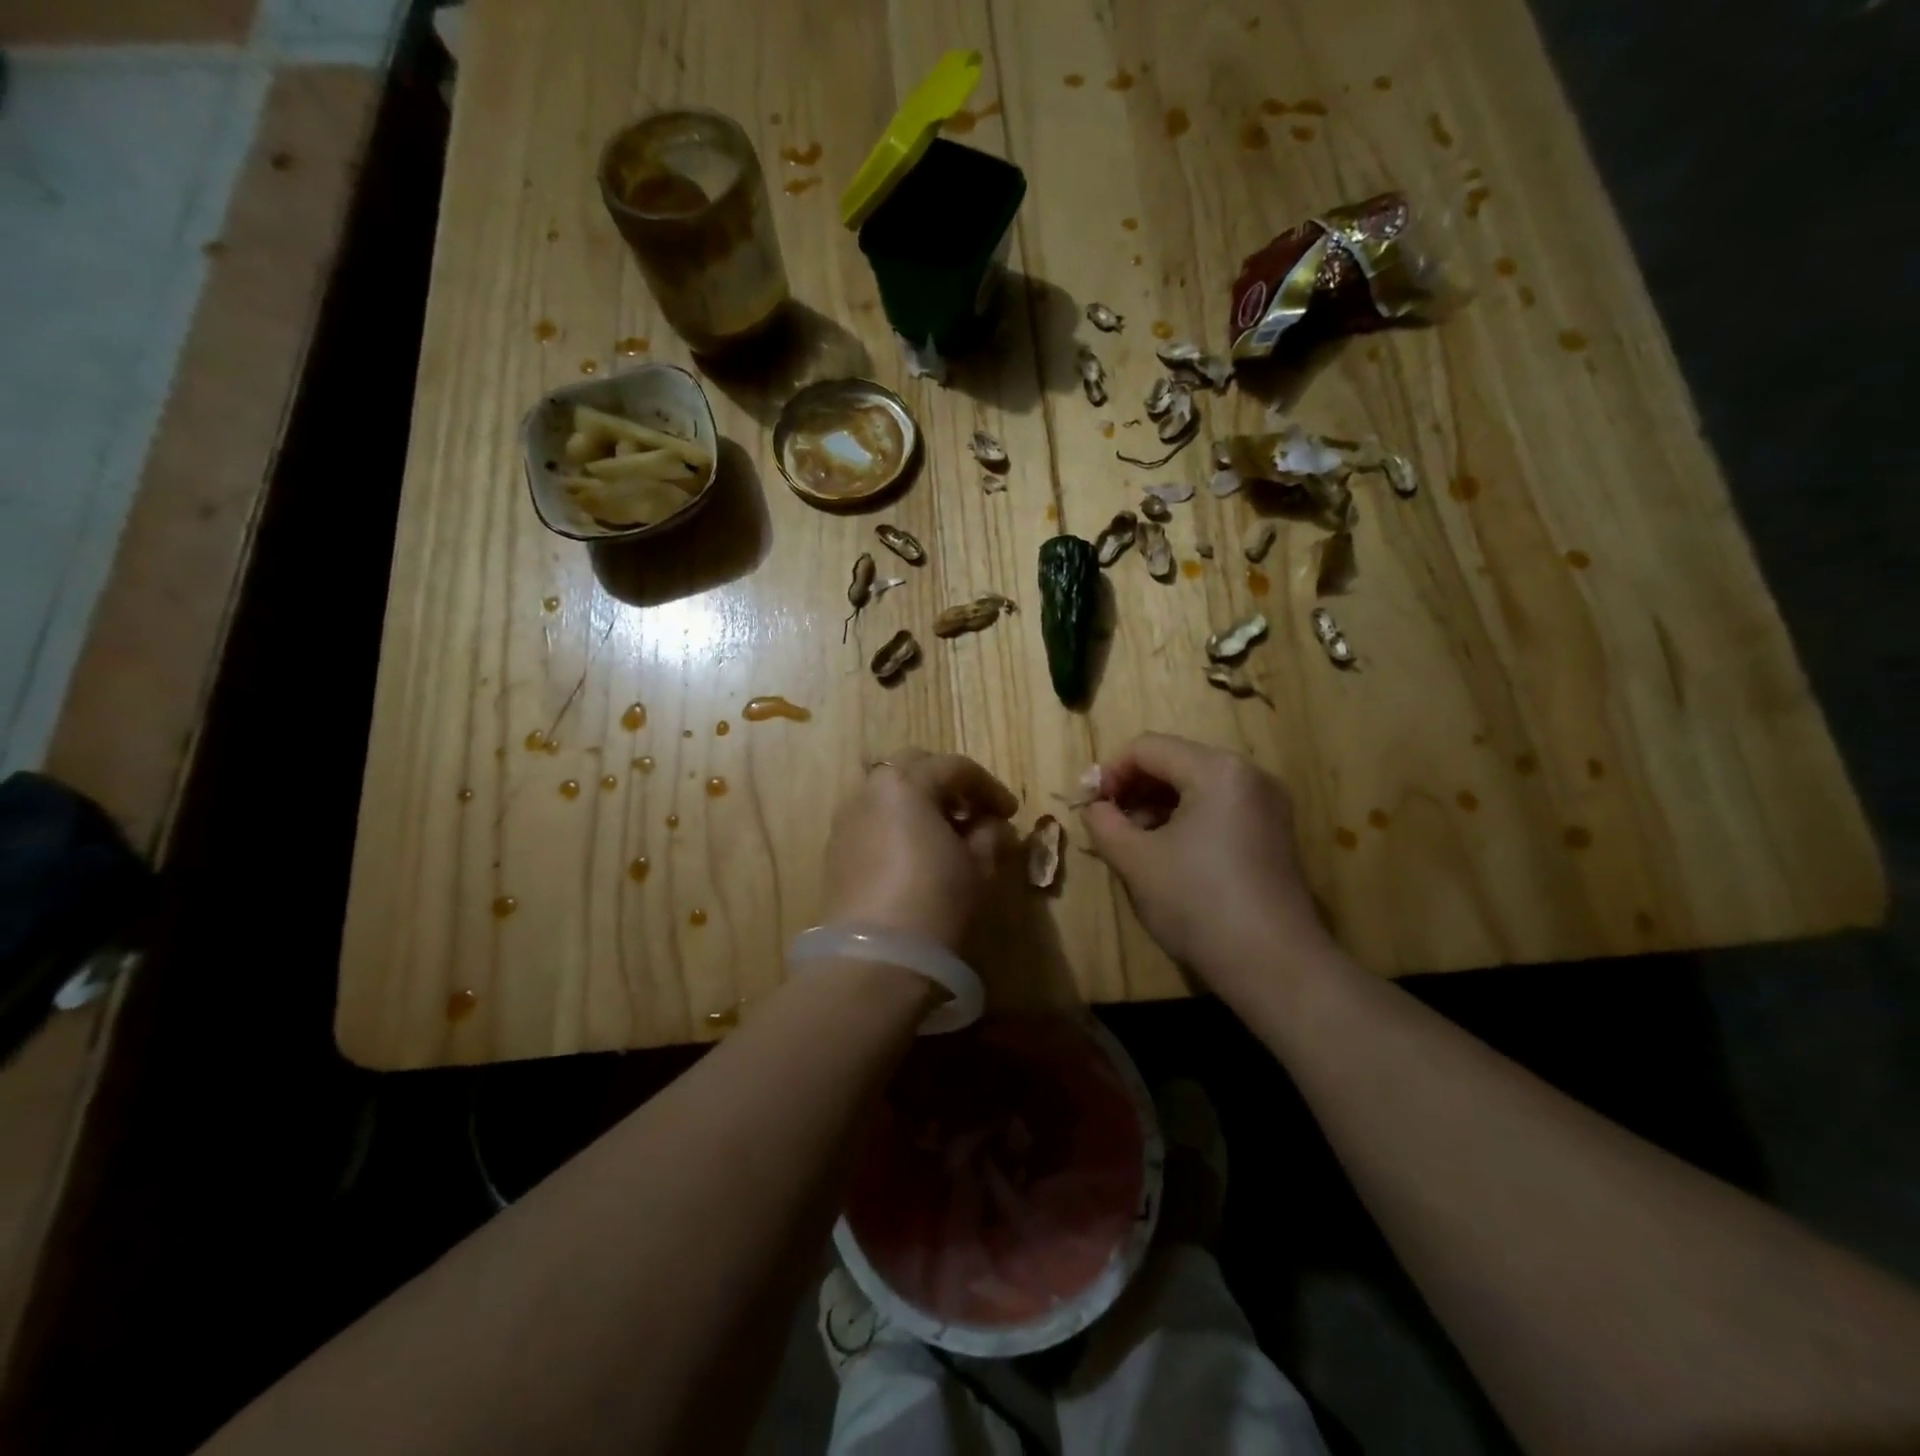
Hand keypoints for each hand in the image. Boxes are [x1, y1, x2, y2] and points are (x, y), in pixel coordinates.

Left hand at [820, 750, 1019, 951]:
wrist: (875, 957)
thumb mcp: (978, 866)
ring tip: (944, 835)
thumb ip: (990, 835)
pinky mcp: (835, 850)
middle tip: (972, 812)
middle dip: (947, 783)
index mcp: (906, 783)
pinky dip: (896, 824)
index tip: (1009, 812)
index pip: (956, 767)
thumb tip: (993, 825)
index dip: (989, 787)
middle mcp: (869, 791)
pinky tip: (915, 855)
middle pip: (914, 767)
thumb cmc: (935, 899)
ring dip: (919, 803)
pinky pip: (872, 820)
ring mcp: (846, 819)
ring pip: (888, 794)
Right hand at [1080, 734, 1329, 993]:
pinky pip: (1218, 808)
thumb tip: (1094, 808)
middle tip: (1106, 823)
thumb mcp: (1135, 860)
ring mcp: (1267, 804)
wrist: (1274, 966)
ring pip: (1196, 786)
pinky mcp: (1274, 833)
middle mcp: (1249, 775)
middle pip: (1175, 762)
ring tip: (1132, 842)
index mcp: (1217, 770)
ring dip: (1156, 805)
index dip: (1109, 772)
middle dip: (1133, 788)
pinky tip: (1166, 854)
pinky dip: (1185, 820)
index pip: (1147, 748)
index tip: (1088, 806)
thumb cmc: (1198, 903)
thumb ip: (1104, 823)